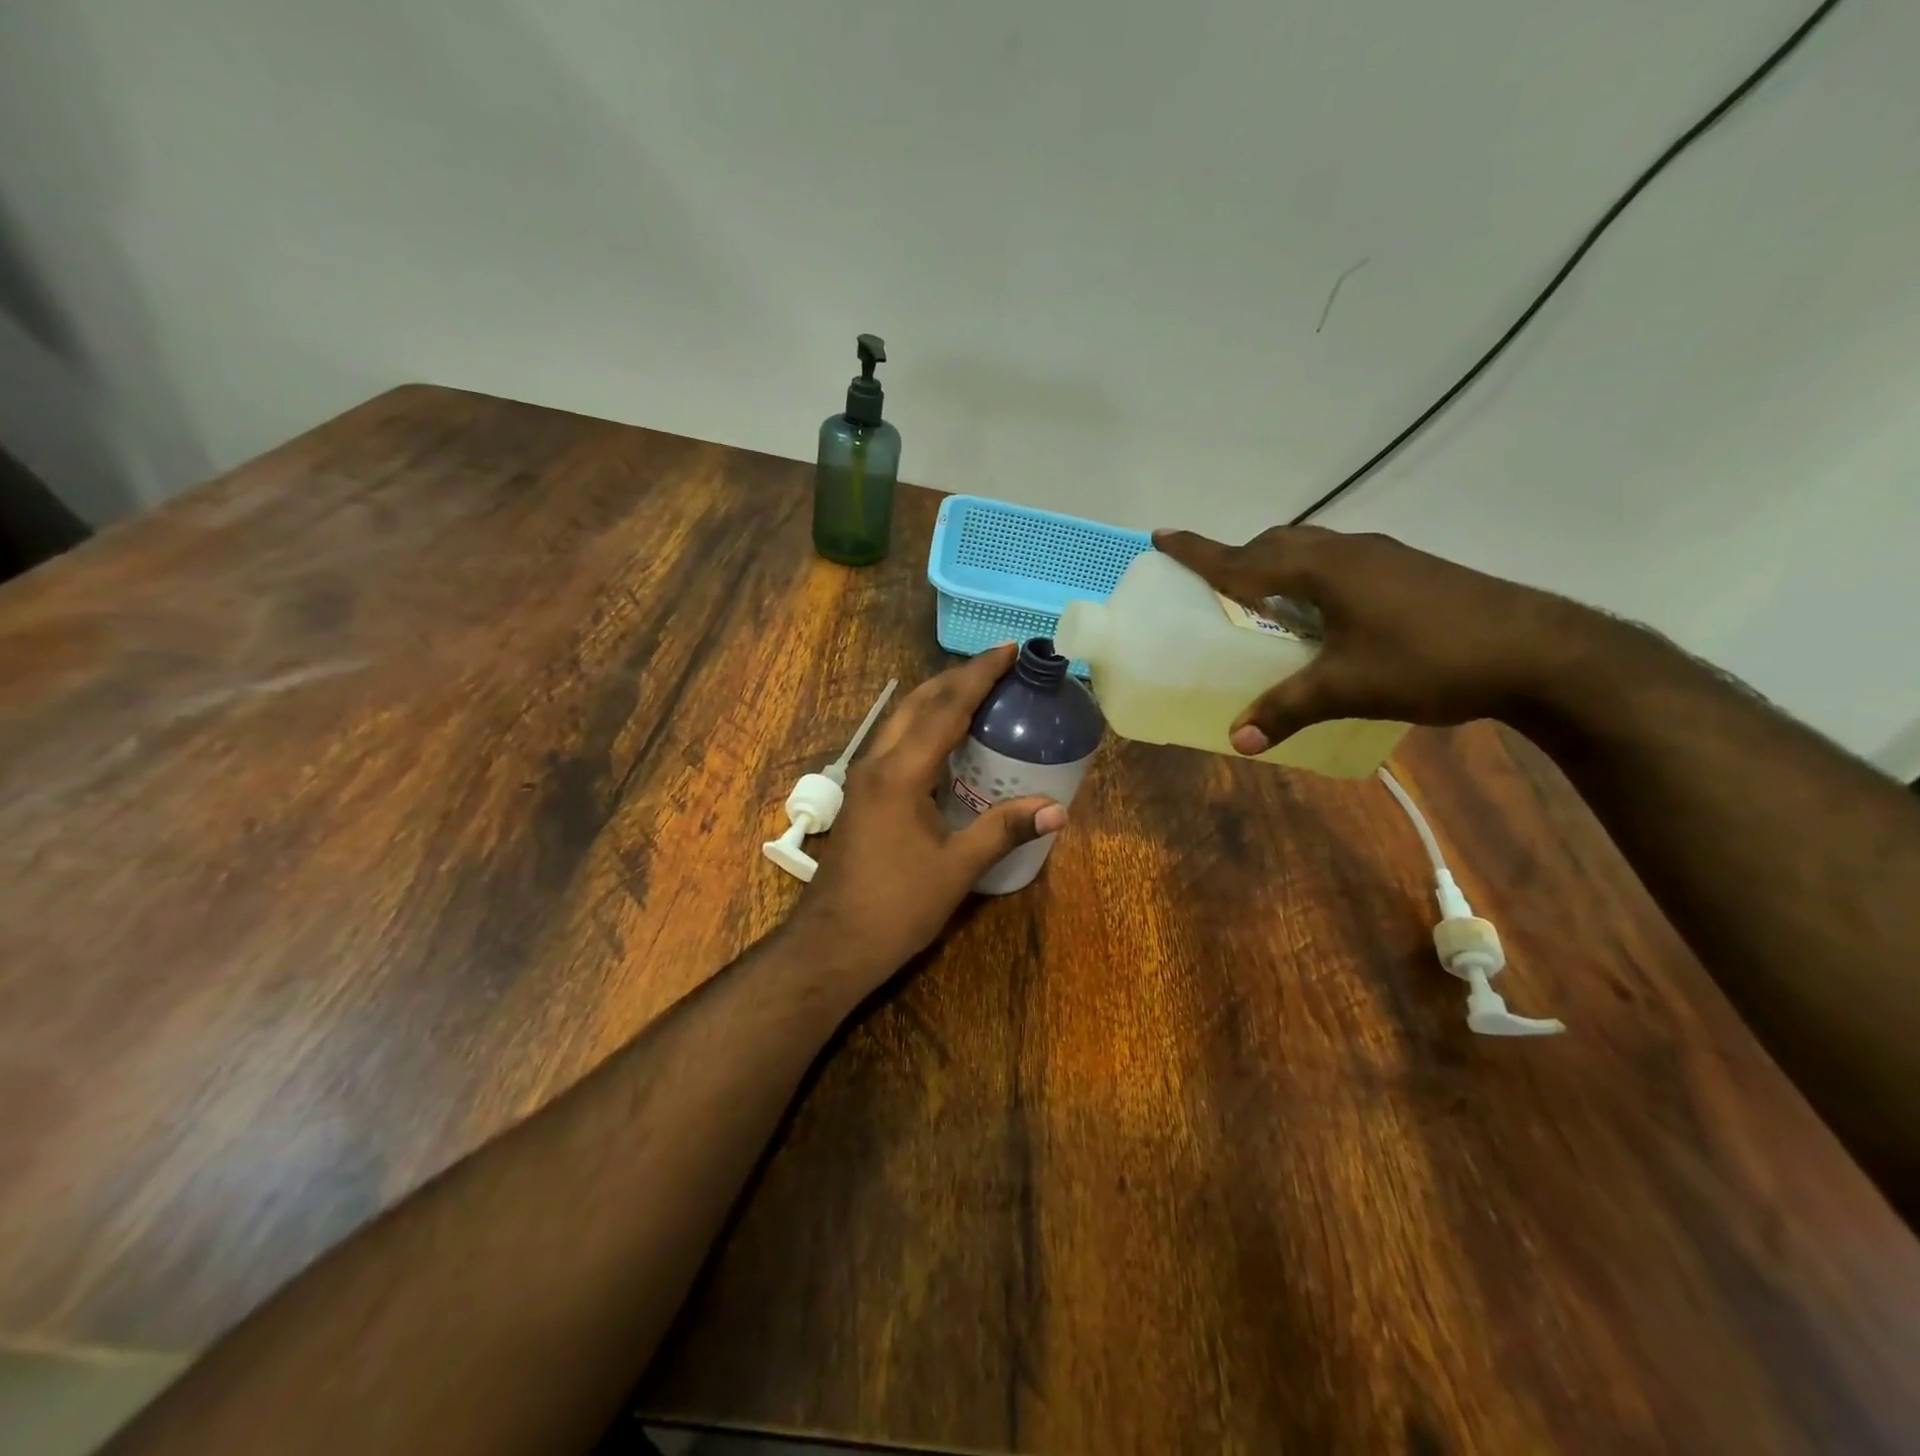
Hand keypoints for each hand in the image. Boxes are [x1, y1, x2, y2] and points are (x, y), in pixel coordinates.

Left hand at [789, 644, 1066, 987]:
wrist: (833, 943)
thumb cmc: (896, 907)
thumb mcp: (956, 869)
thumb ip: (1003, 831)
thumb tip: (1057, 810)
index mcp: (901, 773)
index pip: (945, 708)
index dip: (979, 675)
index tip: (1009, 650)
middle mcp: (877, 764)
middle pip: (918, 702)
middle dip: (957, 677)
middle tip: (998, 665)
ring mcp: (864, 779)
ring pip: (902, 720)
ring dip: (938, 698)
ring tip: (978, 691)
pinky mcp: (863, 796)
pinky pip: (897, 743)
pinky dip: (925, 726)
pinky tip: (948, 741)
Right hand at [1153, 524, 1599, 753]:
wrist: (1541, 651)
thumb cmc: (1431, 660)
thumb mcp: (1349, 688)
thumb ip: (1287, 709)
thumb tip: (1236, 740)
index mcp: (1325, 570)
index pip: (1245, 557)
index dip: (1200, 551)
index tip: (1161, 537)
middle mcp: (1350, 552)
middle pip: (1278, 544)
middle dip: (1239, 557)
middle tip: (1214, 582)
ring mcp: (1384, 557)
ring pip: (1312, 550)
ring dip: (1278, 565)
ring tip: (1262, 597)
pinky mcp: (1409, 571)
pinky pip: (1339, 562)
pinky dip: (1311, 577)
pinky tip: (1323, 613)